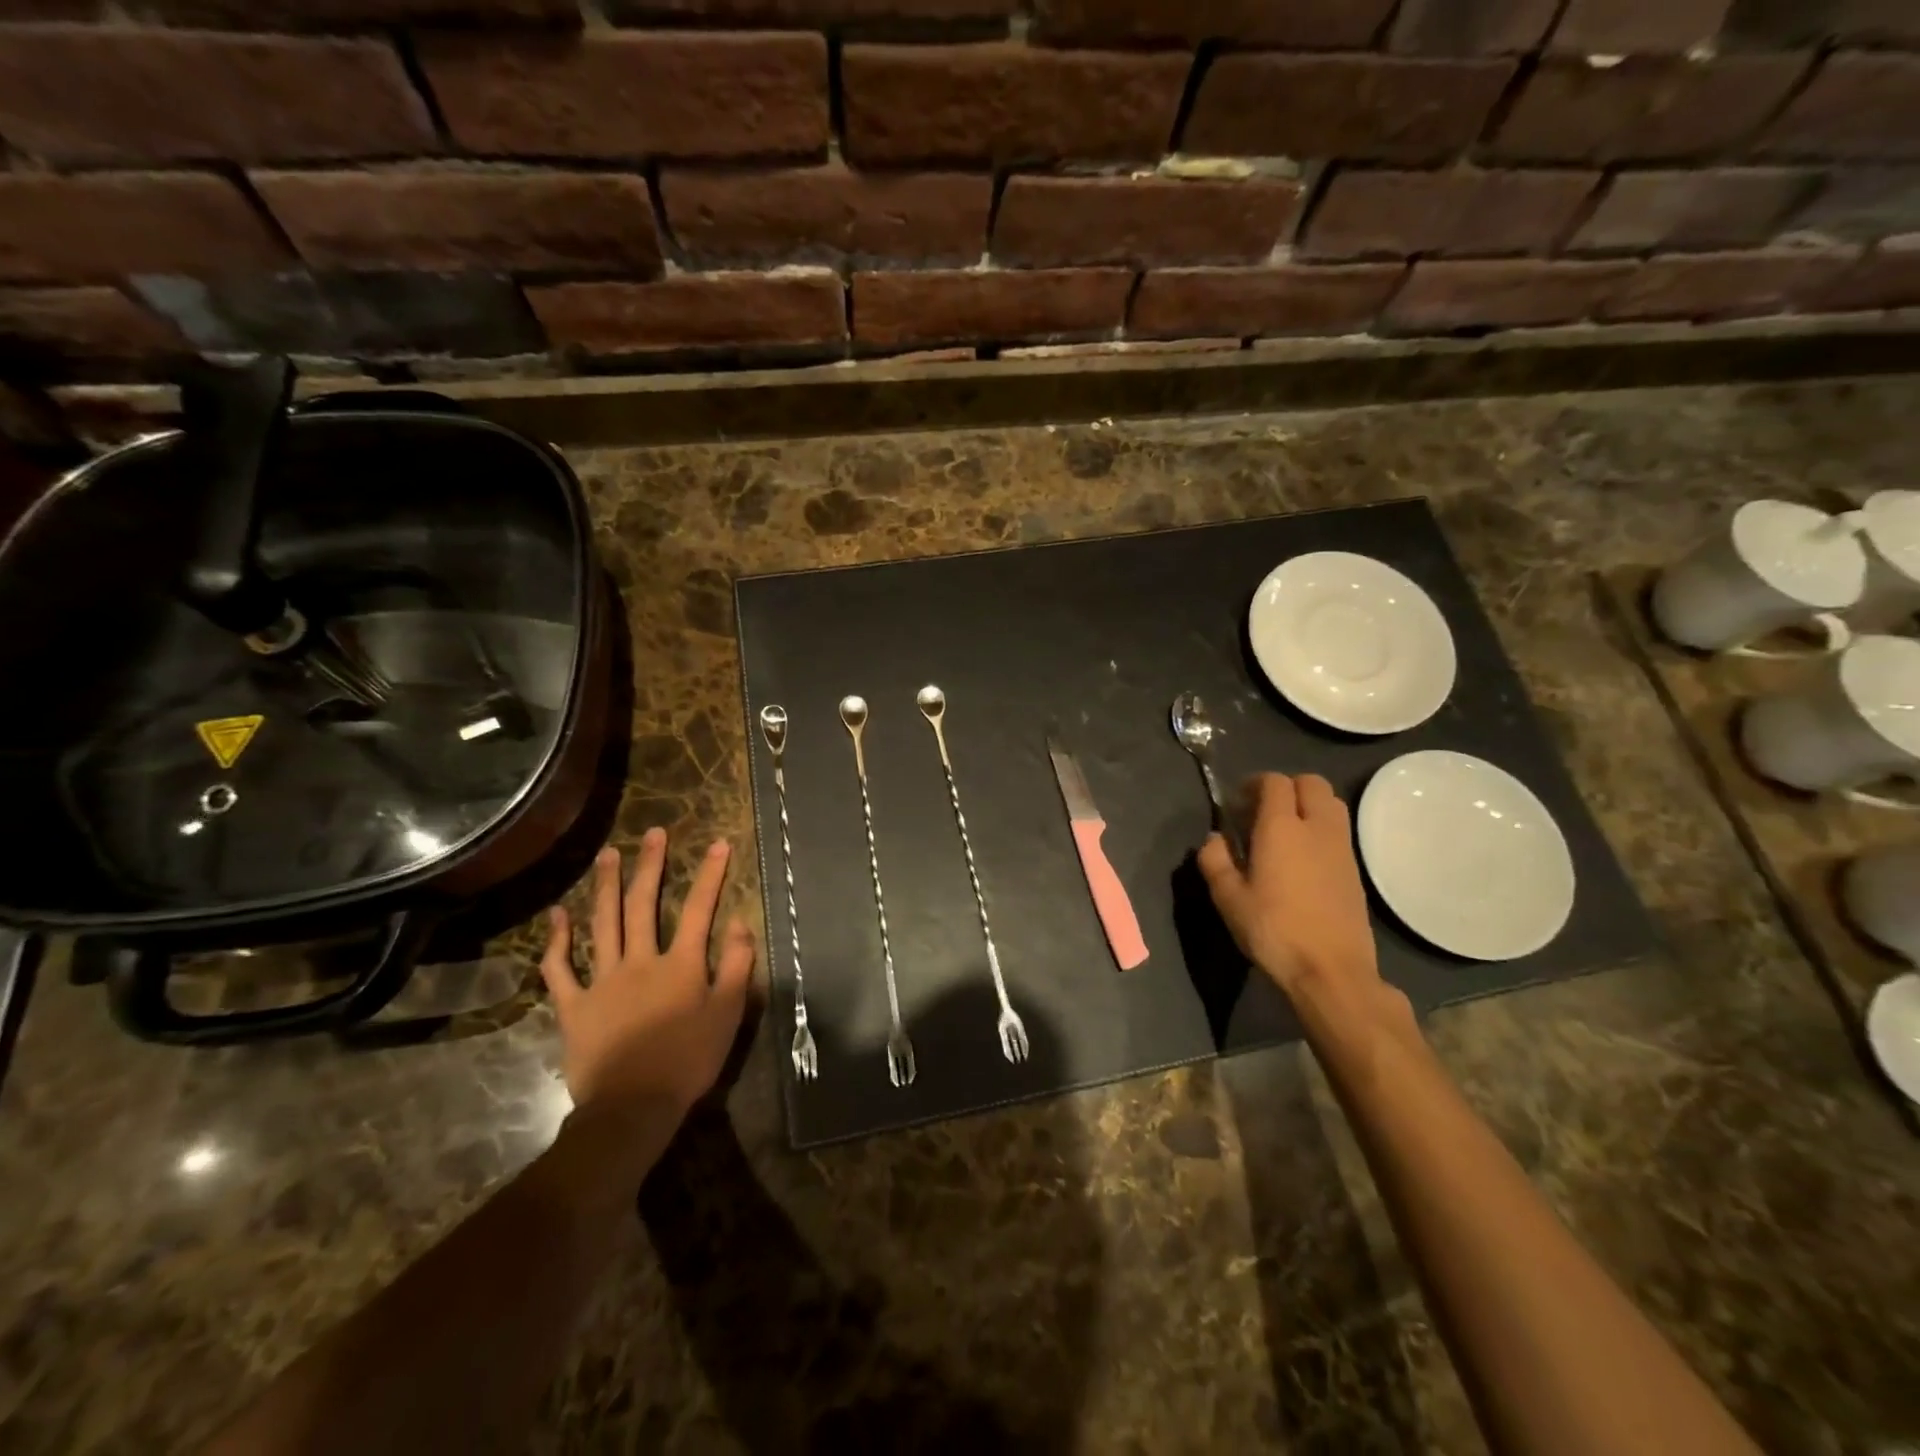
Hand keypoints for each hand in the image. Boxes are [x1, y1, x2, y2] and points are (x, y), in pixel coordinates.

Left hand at [539, 828, 753, 1119]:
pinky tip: (559, 915)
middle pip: (645, 904)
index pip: (700, 909)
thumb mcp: (728, 1013)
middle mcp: (641, 960)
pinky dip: (558, 941)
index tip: (717, 844)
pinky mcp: (574, 1004)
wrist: (633, 1106)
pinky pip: (560, 968)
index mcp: (682, 964)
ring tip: (608, 855)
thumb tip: (740, 922)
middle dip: (651, 865)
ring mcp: (603, 980)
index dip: (710, 874)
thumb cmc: (689, 1060)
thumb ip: (737, 965)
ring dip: (606, 886)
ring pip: (603, 924)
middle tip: (652, 833)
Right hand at [1198, 773, 1396, 1023]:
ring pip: (1331, 804)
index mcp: (1281, 827)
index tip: (1237, 802)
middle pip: (1311, 783)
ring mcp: (1342, 848)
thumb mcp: (1228, 898)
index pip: (1275, 782)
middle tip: (1262, 811)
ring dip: (1307, 805)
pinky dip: (1320, 830)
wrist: (1331, 970)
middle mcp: (1317, 828)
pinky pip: (1338, 831)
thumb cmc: (1273, 930)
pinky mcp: (1355, 870)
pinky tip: (1301, 860)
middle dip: (1286, 787)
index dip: (1254, 784)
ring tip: (1284, 832)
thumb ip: (1215, 860)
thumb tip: (1214, 838)